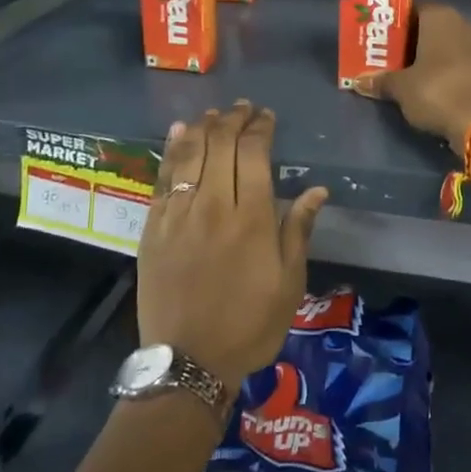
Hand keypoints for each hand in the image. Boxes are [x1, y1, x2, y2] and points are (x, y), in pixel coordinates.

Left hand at [136, 100, 329, 385]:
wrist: (189, 362)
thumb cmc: (249, 324)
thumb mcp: (288, 283)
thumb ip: (298, 230)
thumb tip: (317, 189)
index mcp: (251, 218)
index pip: (253, 154)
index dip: (260, 128)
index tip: (266, 116)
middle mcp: (213, 206)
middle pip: (221, 146)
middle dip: (233, 120)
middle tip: (243, 108)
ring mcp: (178, 215)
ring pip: (190, 155)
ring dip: (204, 128)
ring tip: (215, 114)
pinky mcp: (153, 228)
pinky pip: (163, 178)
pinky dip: (172, 150)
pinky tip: (180, 133)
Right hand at [351, 4, 470, 154]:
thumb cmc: (437, 91)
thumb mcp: (401, 88)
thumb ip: (381, 80)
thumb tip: (358, 81)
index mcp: (440, 16)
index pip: (412, 8)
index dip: (394, 22)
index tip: (379, 37)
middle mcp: (464, 23)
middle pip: (430, 28)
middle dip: (411, 41)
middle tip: (388, 57)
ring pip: (447, 46)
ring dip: (429, 58)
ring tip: (406, 74)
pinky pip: (460, 63)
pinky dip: (446, 71)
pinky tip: (431, 86)